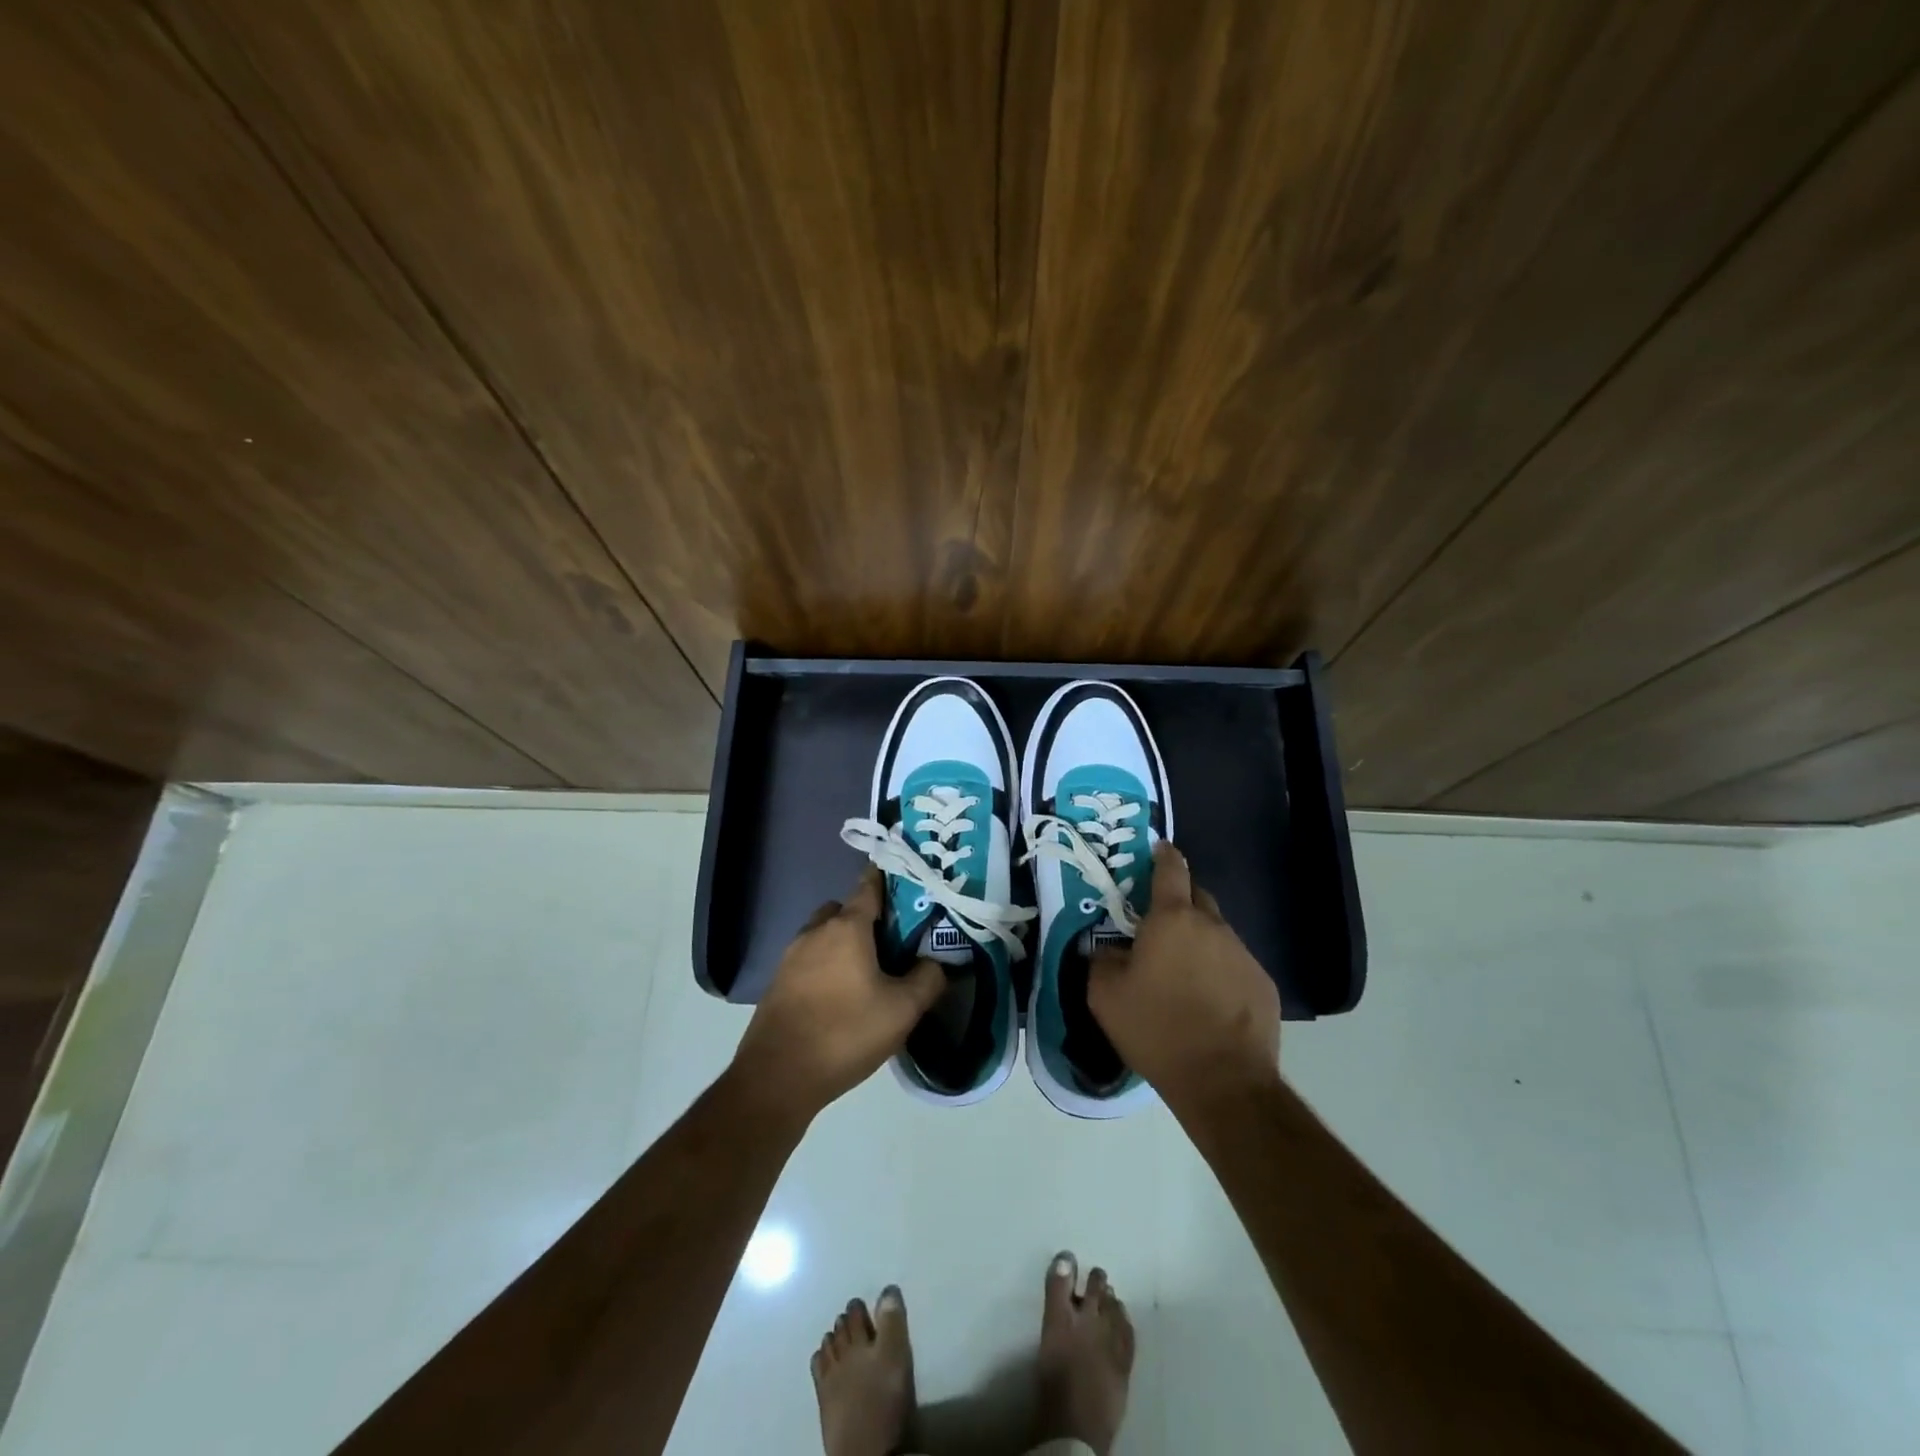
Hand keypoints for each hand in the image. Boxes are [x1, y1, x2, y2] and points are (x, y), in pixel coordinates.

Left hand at [731, 867, 944, 1120]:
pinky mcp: (778, 982)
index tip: (906, 879)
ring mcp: (791, 956)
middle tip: (891, 944)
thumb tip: (936, 962)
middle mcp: (815, 932)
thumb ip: (928, 979)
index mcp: (846, 927)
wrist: (777, 1077)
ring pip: (823, 935)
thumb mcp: (903, 1010)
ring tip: (868, 974)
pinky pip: (809, 960)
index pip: (869, 886)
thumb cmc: (845, 1032)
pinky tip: (841, 997)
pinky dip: (826, 966)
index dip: (887, 879)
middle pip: (843, 910)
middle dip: (866, 918)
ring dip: (843, 944)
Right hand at [1088, 843, 1280, 1115]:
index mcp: (1173, 919)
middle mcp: (1213, 926)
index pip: (1171, 869)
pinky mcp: (1263, 984)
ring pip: (1216, 934)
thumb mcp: (1105, 995)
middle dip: (1178, 902)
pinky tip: (1207, 1002)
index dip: (1163, 855)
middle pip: (1196, 898)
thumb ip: (1101, 960)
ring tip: (1181, 974)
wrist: (1224, 1082)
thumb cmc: (1157, 1029)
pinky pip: (1234, 964)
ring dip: (1198, 942)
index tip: (1158, 849)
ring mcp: (1243, 954)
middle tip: (1157, 926)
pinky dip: (1219, 971)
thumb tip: (1106, 949)